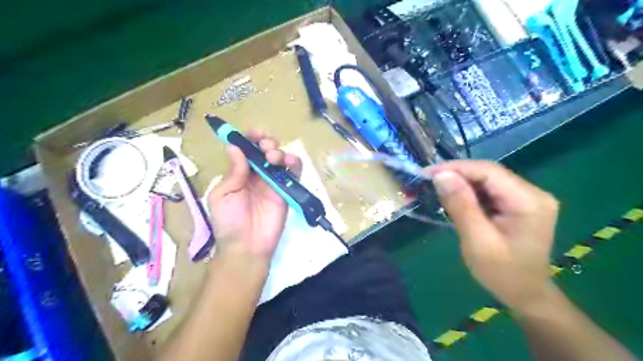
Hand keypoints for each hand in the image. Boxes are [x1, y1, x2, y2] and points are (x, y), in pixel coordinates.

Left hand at [208, 130, 303, 264]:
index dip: (249, 138)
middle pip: (265, 150)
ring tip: (274, 157)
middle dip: (266, 142)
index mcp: (239, 173)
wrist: (247, 246)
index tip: (253, 133)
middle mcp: (256, 174)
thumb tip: (235, 146)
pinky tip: (290, 162)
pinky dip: (294, 163)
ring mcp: (273, 182)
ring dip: (279, 151)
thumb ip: (234, 170)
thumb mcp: (223, 194)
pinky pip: (293, 173)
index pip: (246, 150)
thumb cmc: (229, 221)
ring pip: (280, 158)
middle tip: (265, 147)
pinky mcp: (287, 190)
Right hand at [428, 160, 561, 311]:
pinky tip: (456, 199)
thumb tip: (441, 175)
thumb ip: (461, 205)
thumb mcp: (477, 241)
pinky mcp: (519, 204)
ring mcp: (528, 198)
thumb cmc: (502, 273)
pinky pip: (490, 190)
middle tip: (428, 181)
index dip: (456, 168)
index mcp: (528, 201)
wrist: (526, 295)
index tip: (427, 173)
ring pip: (487, 180)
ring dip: (461, 183)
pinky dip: (469, 192)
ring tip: (438, 189)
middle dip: (457, 175)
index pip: (488, 171)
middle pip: (489, 173)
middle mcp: (533, 193)